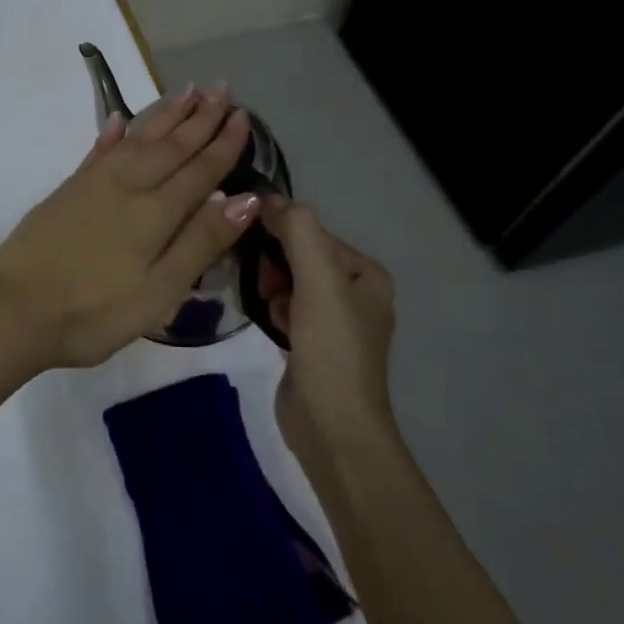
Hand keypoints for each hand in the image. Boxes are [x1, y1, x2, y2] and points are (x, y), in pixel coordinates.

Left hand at [0, 84, 261, 371]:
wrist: (14, 311)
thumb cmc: (94, 313)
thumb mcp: (159, 291)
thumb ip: (200, 242)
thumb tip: (245, 198)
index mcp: (155, 213)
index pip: (200, 170)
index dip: (223, 144)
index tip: (243, 116)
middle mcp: (126, 187)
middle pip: (170, 146)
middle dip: (199, 117)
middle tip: (222, 88)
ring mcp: (92, 185)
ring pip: (137, 139)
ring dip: (163, 114)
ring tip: (186, 91)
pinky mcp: (66, 192)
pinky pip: (97, 151)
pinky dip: (112, 132)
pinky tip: (119, 119)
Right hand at [258, 195, 398, 446]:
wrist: (333, 426)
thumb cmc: (331, 348)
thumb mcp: (318, 280)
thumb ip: (298, 231)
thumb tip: (268, 198)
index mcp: (366, 274)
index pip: (314, 233)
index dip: (283, 235)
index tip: (257, 250)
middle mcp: (354, 293)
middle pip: (300, 256)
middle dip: (277, 266)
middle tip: (267, 288)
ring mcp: (334, 322)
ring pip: (289, 282)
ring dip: (273, 289)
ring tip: (271, 310)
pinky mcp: (312, 345)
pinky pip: (286, 309)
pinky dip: (274, 310)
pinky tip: (270, 324)